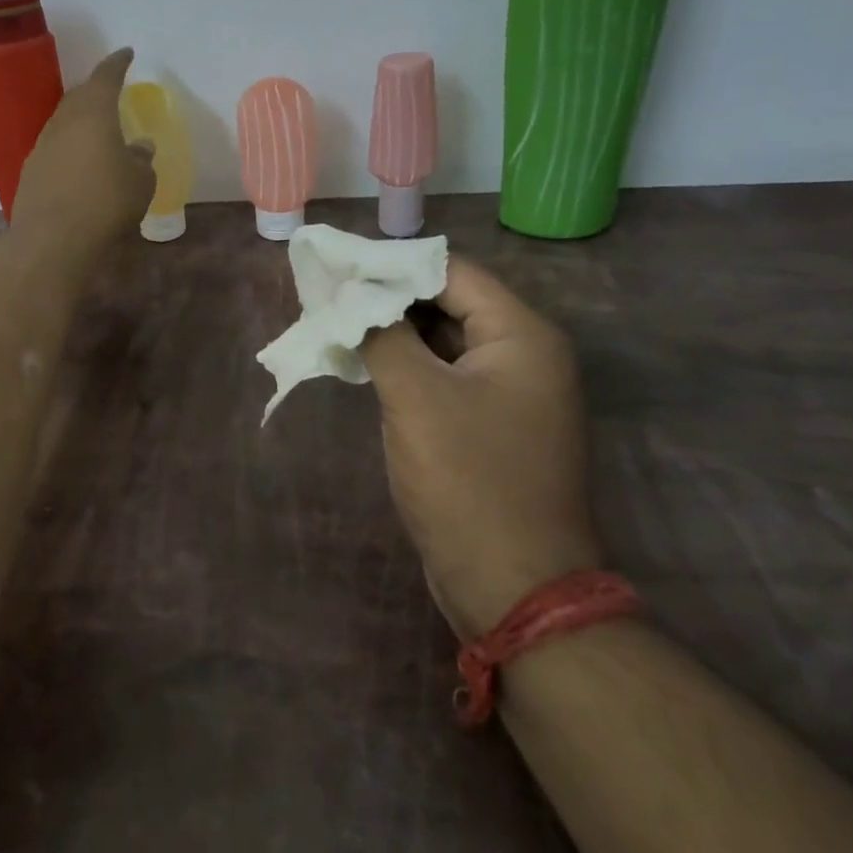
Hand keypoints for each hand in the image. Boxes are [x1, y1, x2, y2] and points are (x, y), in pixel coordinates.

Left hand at [10, 48, 155, 248]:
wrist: (52, 239)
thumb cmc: (106, 202)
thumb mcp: (139, 182)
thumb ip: (141, 160)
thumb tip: (139, 147)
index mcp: (93, 113)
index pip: (105, 77)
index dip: (117, 64)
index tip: (126, 54)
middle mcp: (63, 123)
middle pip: (79, 97)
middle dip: (95, 91)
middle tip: (110, 92)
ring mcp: (41, 147)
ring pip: (63, 124)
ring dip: (80, 122)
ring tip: (96, 131)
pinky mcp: (30, 173)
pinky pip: (53, 149)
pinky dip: (68, 148)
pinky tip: (77, 164)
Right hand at [359, 259, 598, 640]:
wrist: (513, 588)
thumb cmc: (467, 481)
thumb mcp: (414, 397)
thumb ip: (380, 333)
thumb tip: (350, 295)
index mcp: (521, 336)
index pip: (450, 271)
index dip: (391, 264)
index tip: (337, 265)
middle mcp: (524, 355)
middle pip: (447, 301)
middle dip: (387, 297)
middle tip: (328, 294)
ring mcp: (508, 392)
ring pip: (441, 339)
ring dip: (391, 331)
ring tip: (335, 322)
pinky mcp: (489, 423)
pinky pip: (442, 374)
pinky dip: (404, 363)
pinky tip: (361, 362)